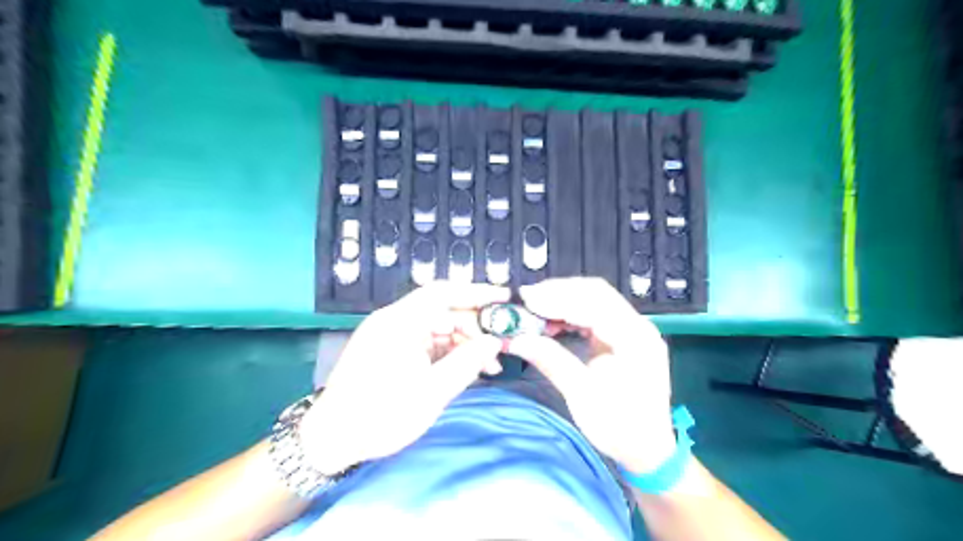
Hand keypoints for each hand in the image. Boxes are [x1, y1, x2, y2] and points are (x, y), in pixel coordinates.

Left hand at [301, 283, 509, 472]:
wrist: (331, 440)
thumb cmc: (380, 415)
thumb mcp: (432, 392)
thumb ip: (467, 363)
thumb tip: (495, 342)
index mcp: (400, 322)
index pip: (443, 293)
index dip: (477, 292)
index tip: (505, 298)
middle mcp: (394, 321)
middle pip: (443, 312)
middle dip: (474, 329)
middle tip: (500, 348)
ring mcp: (391, 336)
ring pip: (437, 329)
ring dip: (463, 344)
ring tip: (486, 368)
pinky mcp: (390, 351)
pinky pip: (426, 343)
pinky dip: (447, 354)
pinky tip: (464, 370)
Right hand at [507, 278, 671, 473]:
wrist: (647, 449)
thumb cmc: (619, 427)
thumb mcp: (582, 396)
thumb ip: (551, 361)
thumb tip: (516, 339)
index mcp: (635, 340)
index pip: (594, 304)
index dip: (558, 299)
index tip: (526, 300)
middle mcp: (638, 326)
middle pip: (596, 293)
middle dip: (559, 293)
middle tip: (526, 300)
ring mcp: (633, 330)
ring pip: (595, 299)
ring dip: (564, 300)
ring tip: (534, 309)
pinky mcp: (624, 336)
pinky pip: (595, 313)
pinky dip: (572, 312)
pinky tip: (552, 321)